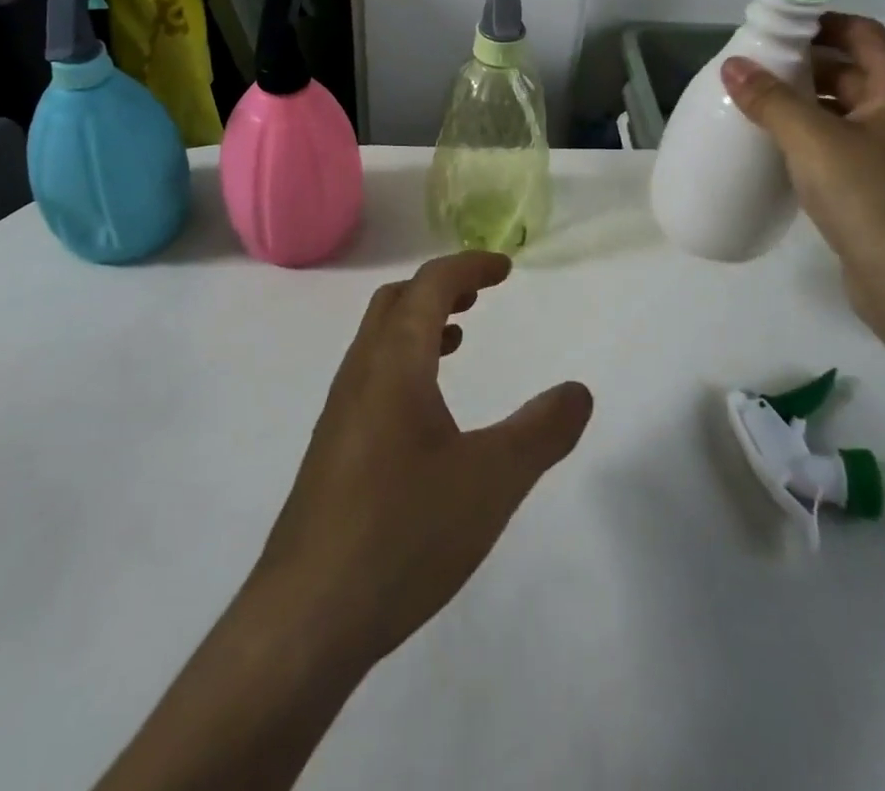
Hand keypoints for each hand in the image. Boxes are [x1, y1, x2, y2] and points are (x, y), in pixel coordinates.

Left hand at [250, 251, 593, 671]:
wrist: (305, 618)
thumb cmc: (403, 532)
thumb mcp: (491, 481)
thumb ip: (542, 431)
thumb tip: (579, 391)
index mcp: (395, 362)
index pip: (430, 284)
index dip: (469, 266)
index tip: (505, 268)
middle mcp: (360, 373)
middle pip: (396, 301)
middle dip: (441, 286)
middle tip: (482, 295)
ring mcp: (340, 412)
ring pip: (379, 340)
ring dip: (419, 324)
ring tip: (459, 340)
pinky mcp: (332, 449)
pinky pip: (371, 377)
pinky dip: (405, 363)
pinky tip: (427, 412)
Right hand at [721, 13, 884, 282]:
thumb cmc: (868, 195)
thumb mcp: (812, 140)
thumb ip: (770, 99)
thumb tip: (733, 65)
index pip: (861, 33)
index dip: (820, 23)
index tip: (775, 30)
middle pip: (850, 71)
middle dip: (803, 65)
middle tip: (753, 69)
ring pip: (843, 110)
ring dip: (803, 103)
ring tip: (756, 105)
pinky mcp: (881, 183)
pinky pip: (842, 143)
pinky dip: (811, 136)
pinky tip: (777, 148)